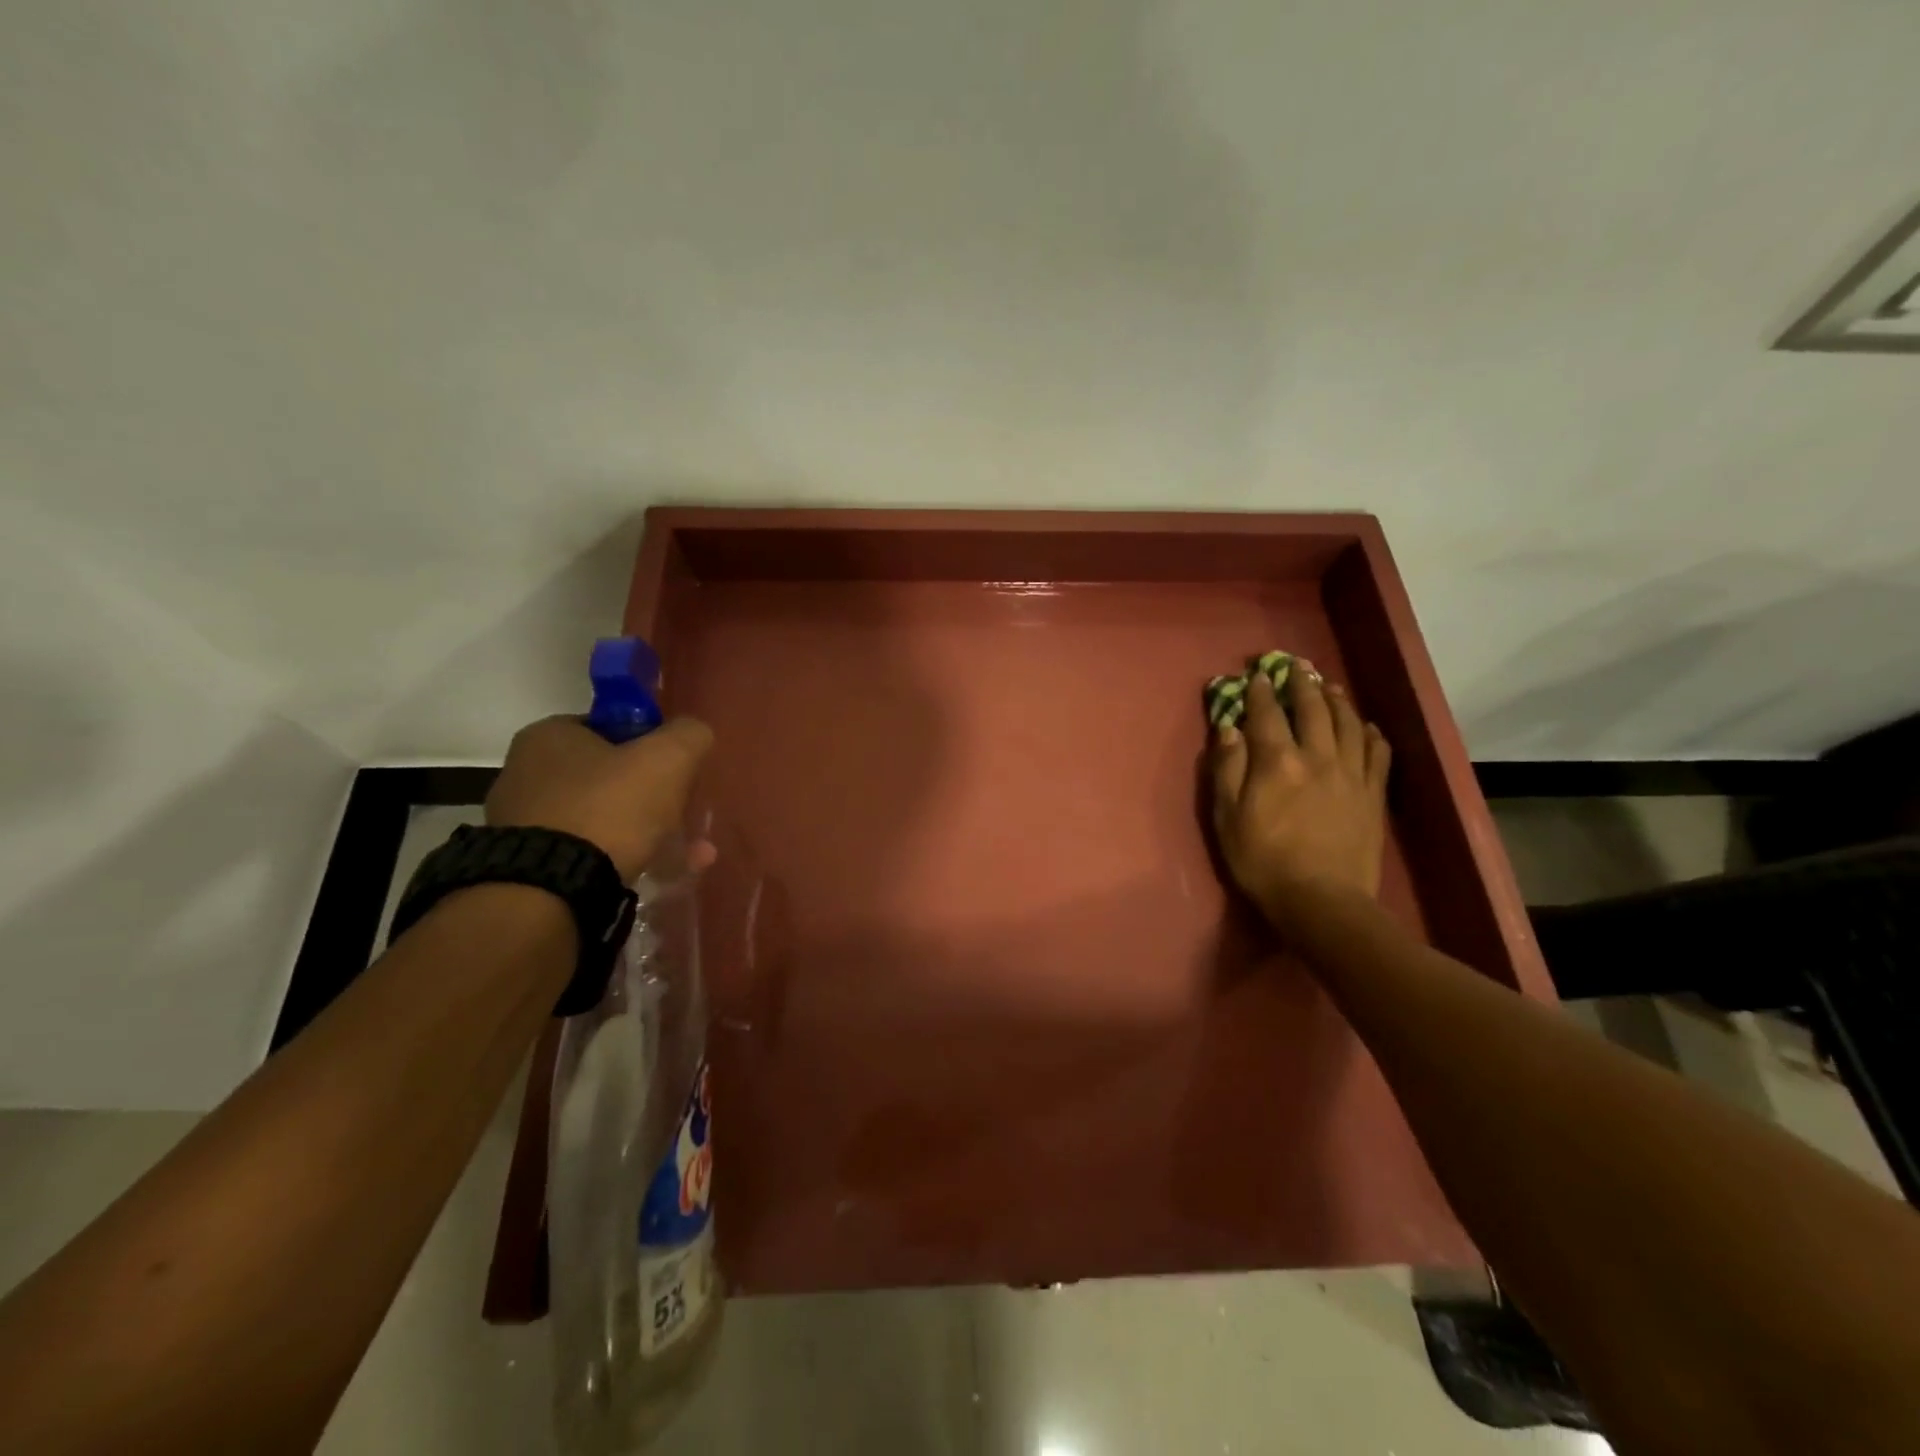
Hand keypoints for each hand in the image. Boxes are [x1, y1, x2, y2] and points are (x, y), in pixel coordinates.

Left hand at [487, 715, 713, 881]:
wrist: (552, 889)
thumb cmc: (610, 806)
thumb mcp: (668, 757)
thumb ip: (688, 735)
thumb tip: (693, 734)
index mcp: (548, 736)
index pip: (610, 728)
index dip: (650, 744)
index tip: (675, 770)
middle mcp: (525, 773)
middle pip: (609, 777)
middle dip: (654, 797)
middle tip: (685, 814)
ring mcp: (524, 824)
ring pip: (604, 819)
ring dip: (649, 833)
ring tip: (692, 855)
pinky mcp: (530, 865)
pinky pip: (590, 853)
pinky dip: (626, 859)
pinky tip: (661, 874)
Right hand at [1210, 662, 1390, 913]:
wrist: (1322, 901)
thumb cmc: (1263, 861)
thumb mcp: (1227, 817)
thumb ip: (1227, 769)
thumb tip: (1228, 728)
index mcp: (1276, 761)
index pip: (1266, 714)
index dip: (1259, 691)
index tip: (1255, 676)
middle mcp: (1317, 756)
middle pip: (1311, 709)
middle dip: (1300, 684)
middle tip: (1295, 666)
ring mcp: (1350, 774)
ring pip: (1347, 723)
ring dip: (1337, 700)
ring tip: (1329, 686)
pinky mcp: (1373, 794)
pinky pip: (1377, 753)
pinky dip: (1371, 733)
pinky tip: (1367, 726)